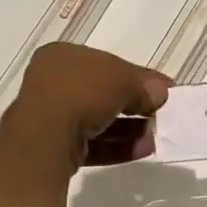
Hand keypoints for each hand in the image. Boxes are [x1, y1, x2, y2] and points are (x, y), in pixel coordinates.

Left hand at [2, 42, 170, 169]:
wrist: (45, 136)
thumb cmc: (82, 92)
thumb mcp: (123, 79)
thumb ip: (144, 85)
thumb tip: (161, 92)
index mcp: (62, 56)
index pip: (106, 63)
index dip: (135, 76)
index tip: (160, 90)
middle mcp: (52, 83)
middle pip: (102, 93)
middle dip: (133, 104)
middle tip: (158, 114)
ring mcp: (50, 117)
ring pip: (97, 121)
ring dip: (129, 128)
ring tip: (155, 136)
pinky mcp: (53, 148)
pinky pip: (91, 144)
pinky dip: (117, 146)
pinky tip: (143, 150)